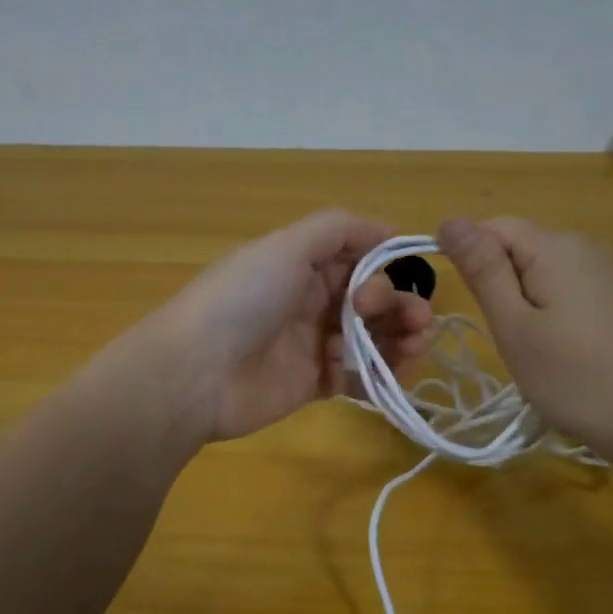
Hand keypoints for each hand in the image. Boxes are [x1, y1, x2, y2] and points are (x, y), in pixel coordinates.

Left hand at [150, 210, 434, 441]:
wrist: (197, 372)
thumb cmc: (243, 300)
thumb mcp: (286, 245)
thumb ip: (338, 229)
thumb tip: (389, 229)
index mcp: (301, 266)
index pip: (358, 261)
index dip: (384, 269)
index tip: (398, 279)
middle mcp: (309, 302)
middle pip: (371, 301)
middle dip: (400, 307)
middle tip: (415, 321)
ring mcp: (311, 345)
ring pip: (371, 340)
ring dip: (400, 340)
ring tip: (415, 347)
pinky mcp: (312, 385)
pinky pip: (357, 378)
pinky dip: (379, 376)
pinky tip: (390, 376)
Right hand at [438, 216, 612, 455]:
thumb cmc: (572, 376)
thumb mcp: (513, 325)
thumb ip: (482, 270)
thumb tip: (449, 220)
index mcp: (555, 246)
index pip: (491, 227)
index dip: (468, 257)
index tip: (468, 304)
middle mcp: (581, 245)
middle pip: (515, 245)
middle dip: (494, 282)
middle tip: (503, 333)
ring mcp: (601, 270)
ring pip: (536, 269)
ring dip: (518, 299)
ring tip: (527, 344)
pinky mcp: (611, 295)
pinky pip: (560, 285)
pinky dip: (543, 309)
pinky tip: (552, 345)